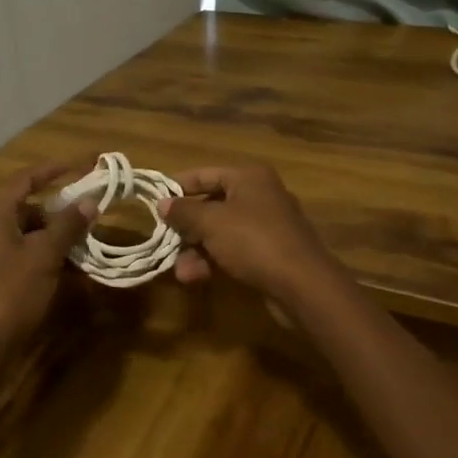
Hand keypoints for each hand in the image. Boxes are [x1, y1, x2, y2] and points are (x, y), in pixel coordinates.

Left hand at [0, 163, 95, 354]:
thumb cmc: (10, 292)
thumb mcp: (44, 256)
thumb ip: (67, 226)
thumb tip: (89, 201)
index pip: (25, 180)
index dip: (52, 170)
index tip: (80, 166)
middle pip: (29, 209)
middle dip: (60, 211)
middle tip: (90, 215)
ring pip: (30, 236)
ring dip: (58, 238)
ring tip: (87, 244)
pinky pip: (27, 258)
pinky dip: (49, 259)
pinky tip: (72, 272)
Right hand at [160, 164, 345, 305]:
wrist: (303, 284)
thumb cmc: (254, 241)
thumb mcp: (211, 222)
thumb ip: (184, 211)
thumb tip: (163, 204)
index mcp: (249, 177)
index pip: (205, 173)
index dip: (178, 186)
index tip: (154, 201)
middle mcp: (259, 195)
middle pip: (212, 204)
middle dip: (187, 227)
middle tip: (164, 240)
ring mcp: (267, 225)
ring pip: (221, 232)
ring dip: (197, 250)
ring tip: (180, 271)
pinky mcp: (270, 253)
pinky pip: (234, 250)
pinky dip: (214, 261)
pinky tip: (196, 278)